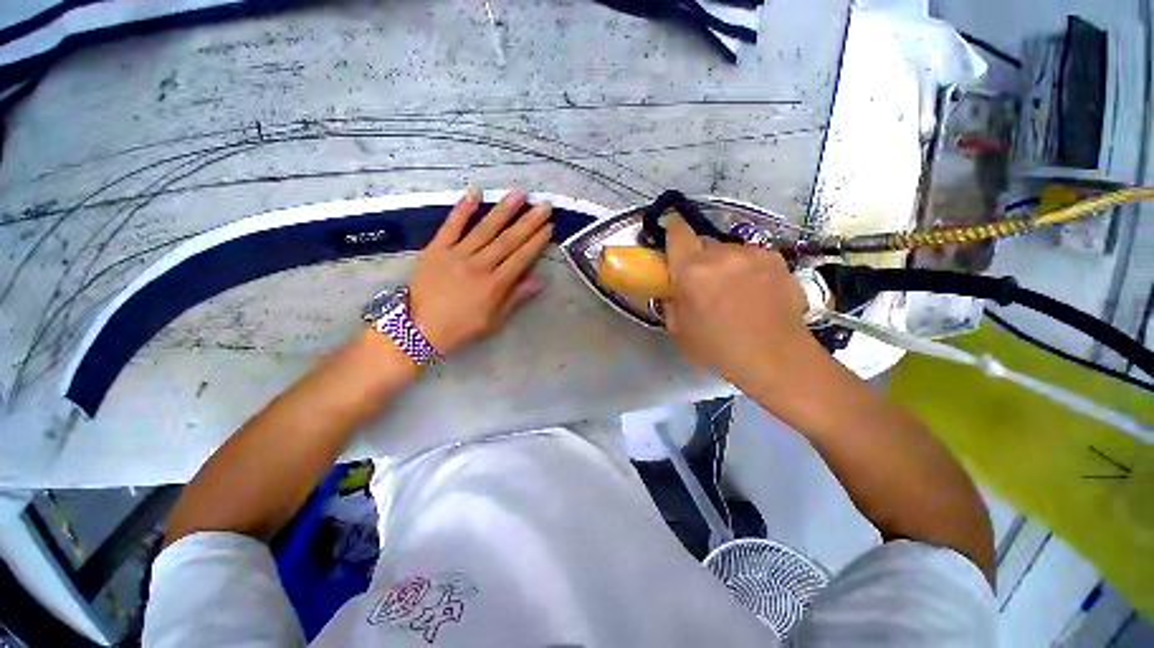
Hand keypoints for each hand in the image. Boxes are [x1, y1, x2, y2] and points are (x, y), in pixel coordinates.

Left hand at [407, 189, 552, 355]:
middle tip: (543, 205)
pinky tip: (475, 192)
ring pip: (485, 229)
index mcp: (495, 284)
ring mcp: (457, 254)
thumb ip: (516, 297)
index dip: (537, 242)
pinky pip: (451, 225)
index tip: (550, 227)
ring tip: (519, 194)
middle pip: (508, 240)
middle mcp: (480, 265)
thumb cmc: (461, 327)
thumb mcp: (494, 320)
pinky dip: (463, 208)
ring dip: (504, 210)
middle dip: (528, 222)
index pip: (521, 258)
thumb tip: (540, 280)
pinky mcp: (436, 248)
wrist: (418, 329)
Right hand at [663, 215, 814, 387]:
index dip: (671, 229)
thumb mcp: (679, 330)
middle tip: (701, 279)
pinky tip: (753, 291)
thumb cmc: (719, 348)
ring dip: (723, 263)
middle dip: (697, 256)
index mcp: (692, 270)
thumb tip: (671, 289)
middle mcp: (722, 254)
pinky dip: (745, 268)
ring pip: (728, 249)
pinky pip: (750, 257)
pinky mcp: (776, 260)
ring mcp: (753, 254)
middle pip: (702, 241)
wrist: (775, 357)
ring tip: (732, 289)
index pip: (677, 232)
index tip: (670, 234)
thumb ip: (670, 302)